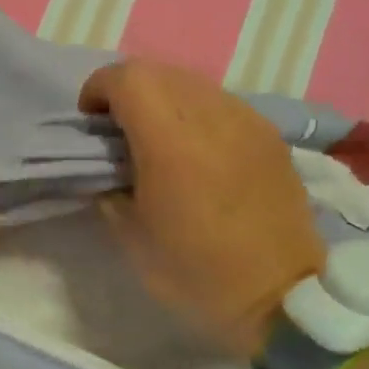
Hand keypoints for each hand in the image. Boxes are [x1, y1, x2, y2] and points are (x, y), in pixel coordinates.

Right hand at [80, 59, 324, 355]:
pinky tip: (195, 150)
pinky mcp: (269, 135)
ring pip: (192, 82)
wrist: (279, 298)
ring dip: (163, 97)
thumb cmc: (194, 272)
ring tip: (156, 137)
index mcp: (171, 141)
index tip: (89, 121)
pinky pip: (222, 103)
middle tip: (117, 128)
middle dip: (127, 89)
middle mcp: (212, 116)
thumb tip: (110, 165)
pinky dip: (195, 111)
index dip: (98, 88)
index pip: (127, 78)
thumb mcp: (130, 235)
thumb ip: (110, 185)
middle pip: (158, 71)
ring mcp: (247, 121)